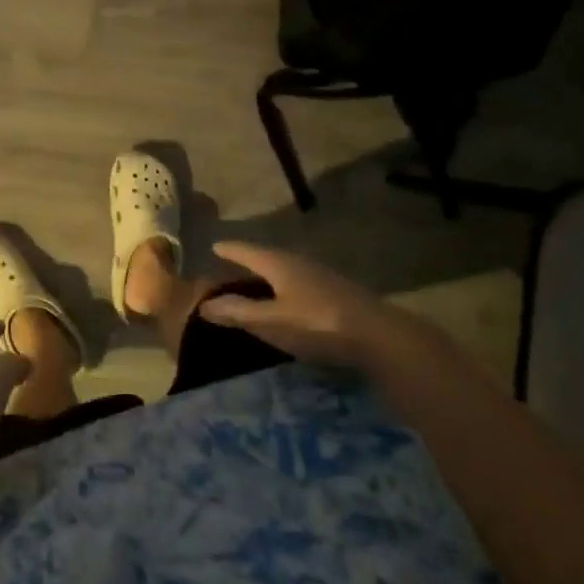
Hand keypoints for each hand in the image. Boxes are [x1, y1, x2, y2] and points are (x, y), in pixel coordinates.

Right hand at [198, 240, 419, 372]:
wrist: (379, 337)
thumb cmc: (317, 324)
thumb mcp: (271, 321)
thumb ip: (238, 312)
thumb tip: (203, 304)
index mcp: (279, 264)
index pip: (246, 250)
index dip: (229, 249)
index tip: (214, 246)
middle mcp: (299, 263)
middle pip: (267, 257)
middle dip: (248, 260)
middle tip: (231, 266)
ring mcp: (322, 277)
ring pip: (286, 270)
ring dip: (269, 275)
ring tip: (256, 283)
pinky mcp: (337, 293)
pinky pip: (300, 283)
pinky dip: (285, 288)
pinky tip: (288, 300)